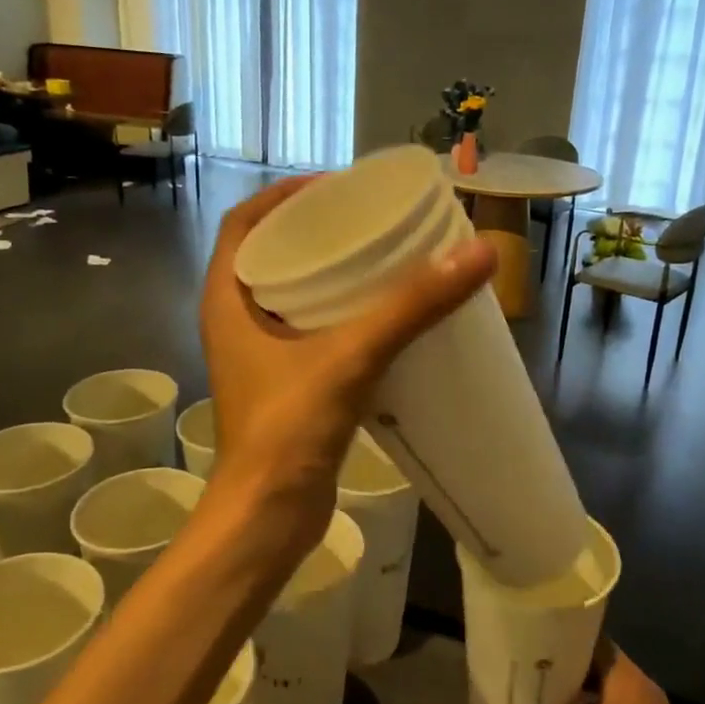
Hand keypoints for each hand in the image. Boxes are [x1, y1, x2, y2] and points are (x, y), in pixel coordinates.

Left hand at [201, 175, 495, 560]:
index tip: (334, 185)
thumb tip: (477, 252)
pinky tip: (383, 318)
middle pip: (270, 255)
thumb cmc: (289, 430)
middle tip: (369, 219)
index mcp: (227, 301)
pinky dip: (340, 317)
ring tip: (382, 259)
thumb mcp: (350, 356)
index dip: (283, 196)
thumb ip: (410, 306)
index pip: (243, 223)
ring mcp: (258, 359)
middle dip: (314, 231)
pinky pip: (310, 334)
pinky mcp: (285, 388)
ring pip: (291, 297)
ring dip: (330, 275)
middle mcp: (235, 323)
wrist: (268, 518)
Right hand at [476, 645, 704, 703]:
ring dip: (578, 697)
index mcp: (627, 682)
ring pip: (609, 692)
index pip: (591, 638)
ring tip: (538, 699)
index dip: (560, 635)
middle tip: (524, 668)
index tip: (528, 636)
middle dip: (562, 668)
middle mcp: (644, 690)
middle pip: (597, 665)